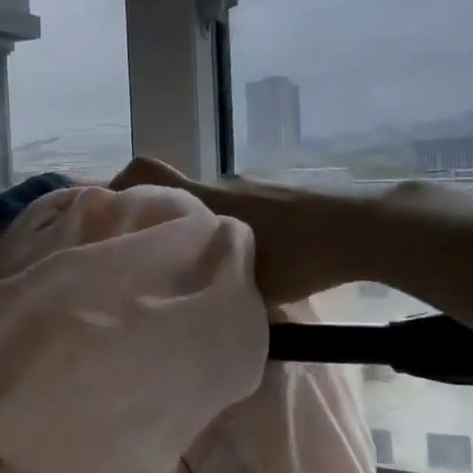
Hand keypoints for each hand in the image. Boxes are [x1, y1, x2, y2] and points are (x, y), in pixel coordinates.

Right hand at [111, 157, 367, 304]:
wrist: (363, 228)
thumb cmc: (299, 257)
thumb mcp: (249, 284)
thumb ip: (212, 285)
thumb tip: (189, 300)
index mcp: (205, 200)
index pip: (147, 171)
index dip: (121, 184)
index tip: (109, 214)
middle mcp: (222, 184)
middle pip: (175, 191)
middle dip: (162, 218)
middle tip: (162, 255)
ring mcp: (252, 186)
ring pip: (210, 202)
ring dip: (202, 227)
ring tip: (214, 265)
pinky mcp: (277, 193)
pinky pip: (239, 207)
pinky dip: (234, 227)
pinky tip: (256, 258)